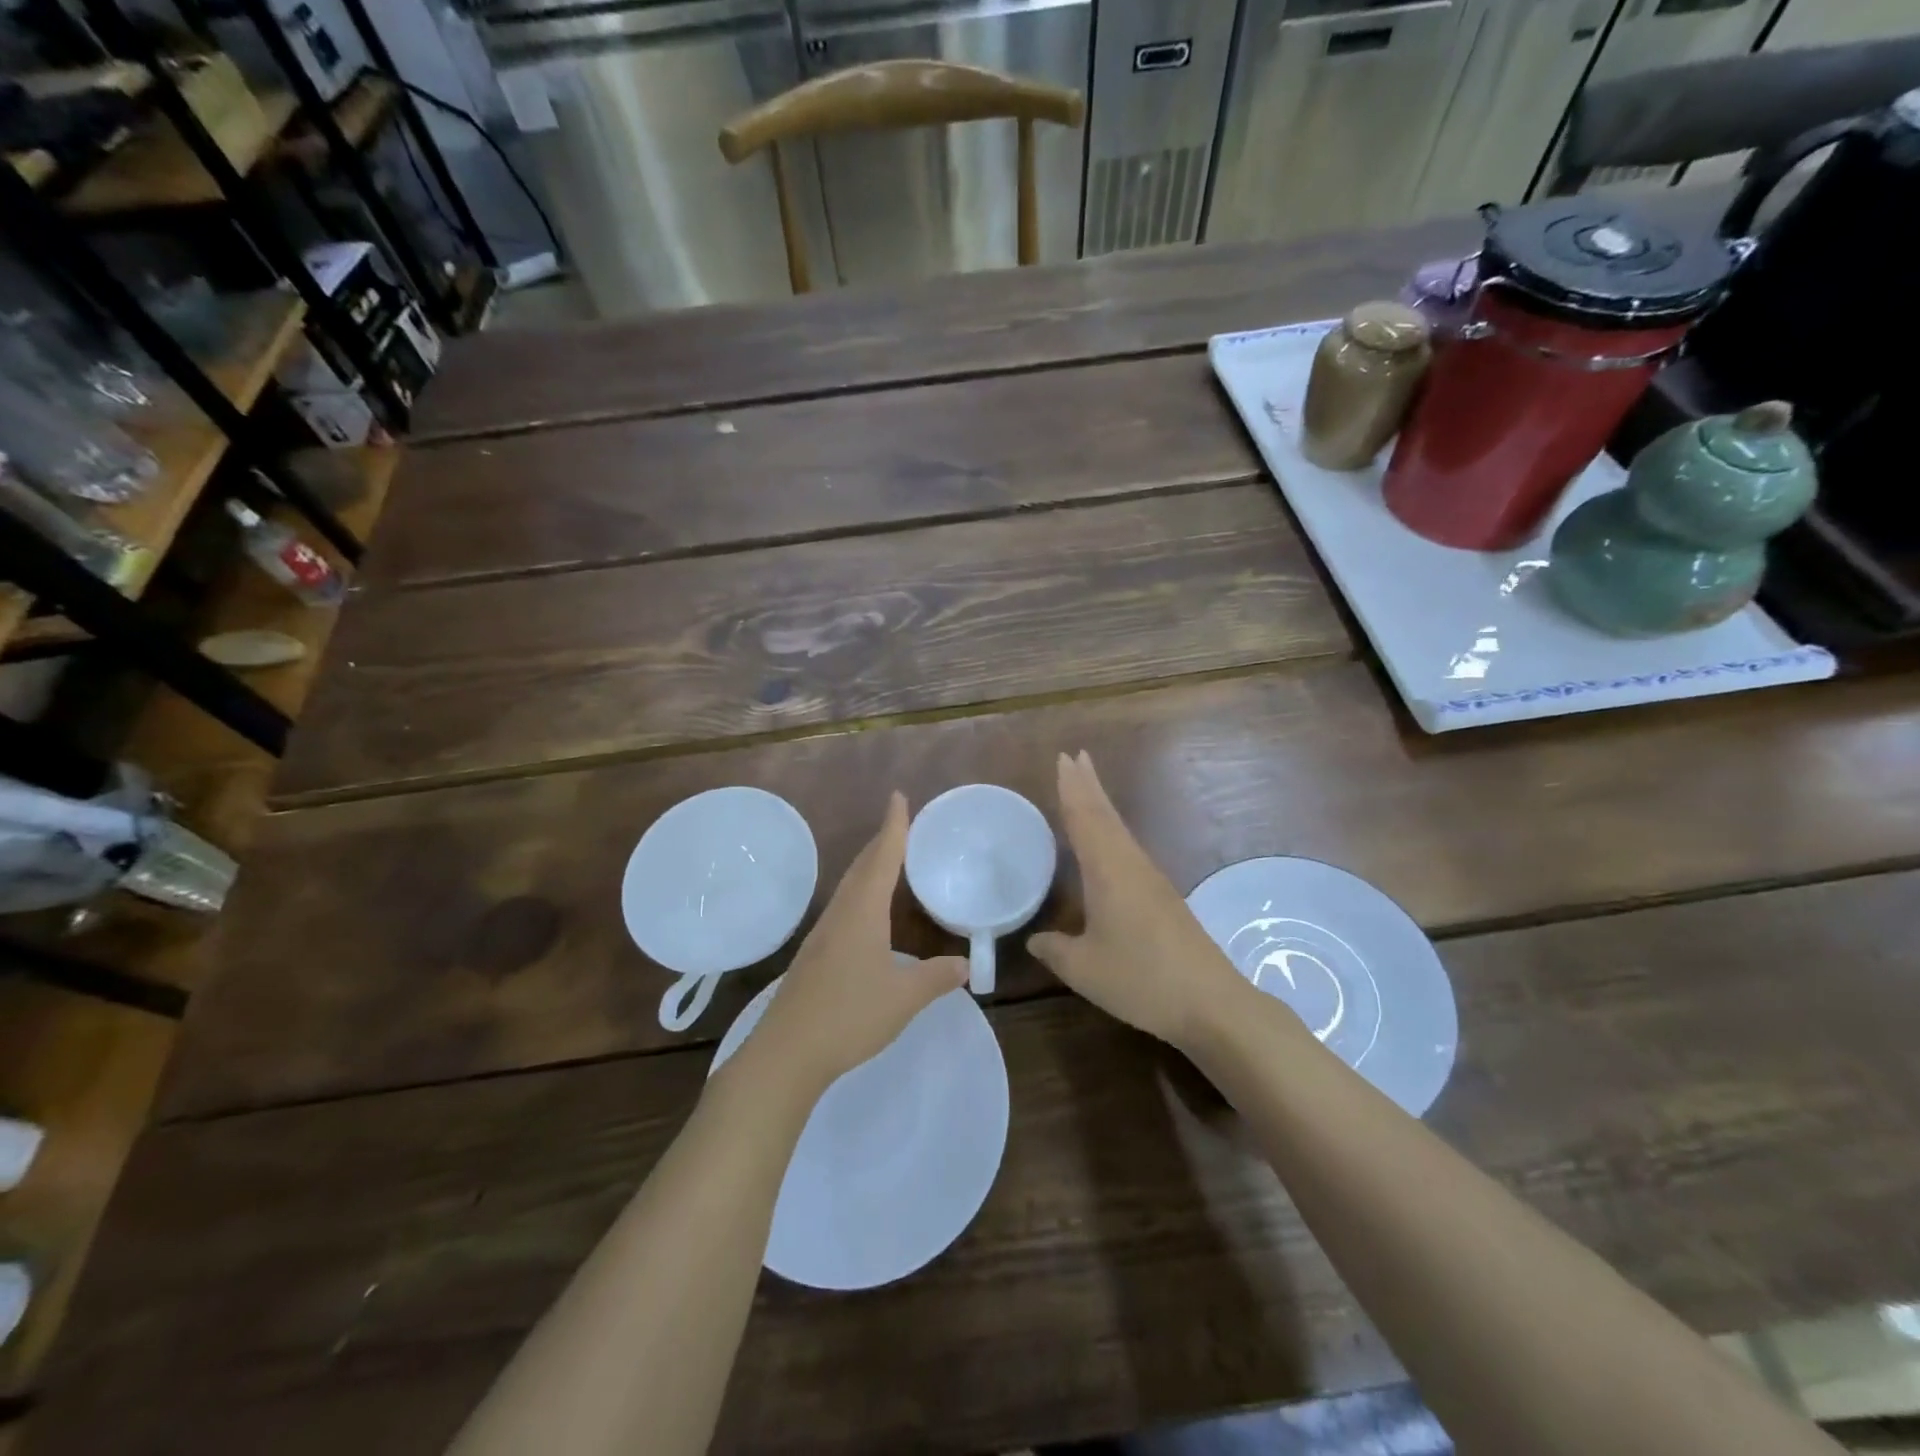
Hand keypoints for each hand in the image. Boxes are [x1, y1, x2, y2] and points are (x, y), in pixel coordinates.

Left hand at [749, 793, 967, 1094]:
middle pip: (862, 867)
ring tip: (886, 860)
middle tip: (899, 824)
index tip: (898, 797)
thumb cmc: (849, 1015)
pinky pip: (843, 908)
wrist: (787, 1052)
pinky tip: (865, 913)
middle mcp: (840, 914)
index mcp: (863, 913)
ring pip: (849, 888)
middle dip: (881, 842)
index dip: (894, 827)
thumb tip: (966, 965)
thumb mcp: (904, 998)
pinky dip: (860, 894)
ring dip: (868, 867)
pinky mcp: (814, 956)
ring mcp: (822, 935)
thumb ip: (936, 978)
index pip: (883, 859)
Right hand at [1029, 751, 1247, 1051]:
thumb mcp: (1084, 969)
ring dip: (1101, 805)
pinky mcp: (1163, 897)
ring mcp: (1151, 879)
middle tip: (1074, 756)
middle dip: (1088, 785)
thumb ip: (1055, 950)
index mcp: (1108, 871)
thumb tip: (1034, 939)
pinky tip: (1109, 843)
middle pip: (1106, 815)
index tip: (1063, 759)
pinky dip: (1112, 831)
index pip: (1084, 819)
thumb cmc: (1140, 979)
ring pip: (1120, 830)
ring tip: (1086, 787)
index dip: (1071, 789)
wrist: (1210, 1002)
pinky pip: (1128, 849)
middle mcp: (1131, 865)